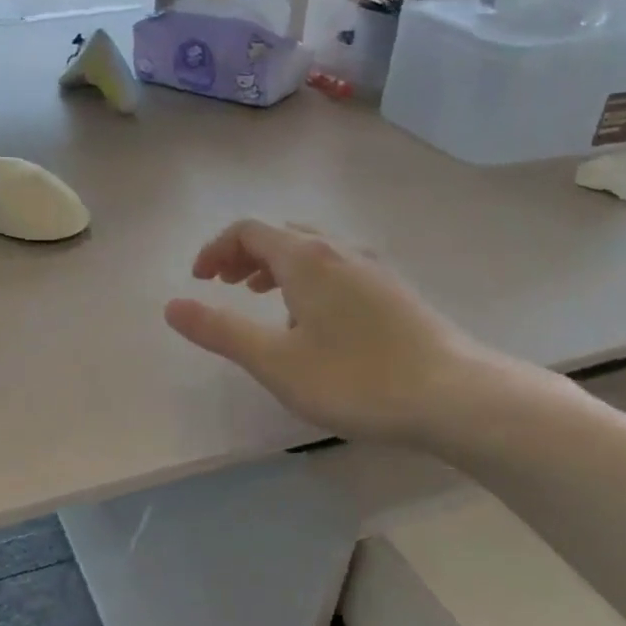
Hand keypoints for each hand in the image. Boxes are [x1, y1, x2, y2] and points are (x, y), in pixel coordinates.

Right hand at [164, 221, 491, 445]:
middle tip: (224, 285)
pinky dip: (308, 279)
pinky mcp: (395, 291)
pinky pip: (338, 268)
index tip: (198, 280)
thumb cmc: (355, 378)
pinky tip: (315, 322)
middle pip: (282, 234)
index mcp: (307, 258)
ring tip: (262, 299)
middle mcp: (341, 250)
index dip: (216, 249)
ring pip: (314, 250)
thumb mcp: (275, 361)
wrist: (453, 395)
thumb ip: (220, 331)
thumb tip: (171, 306)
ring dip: (277, 266)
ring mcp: (374, 268)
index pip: (249, 230)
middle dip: (245, 254)